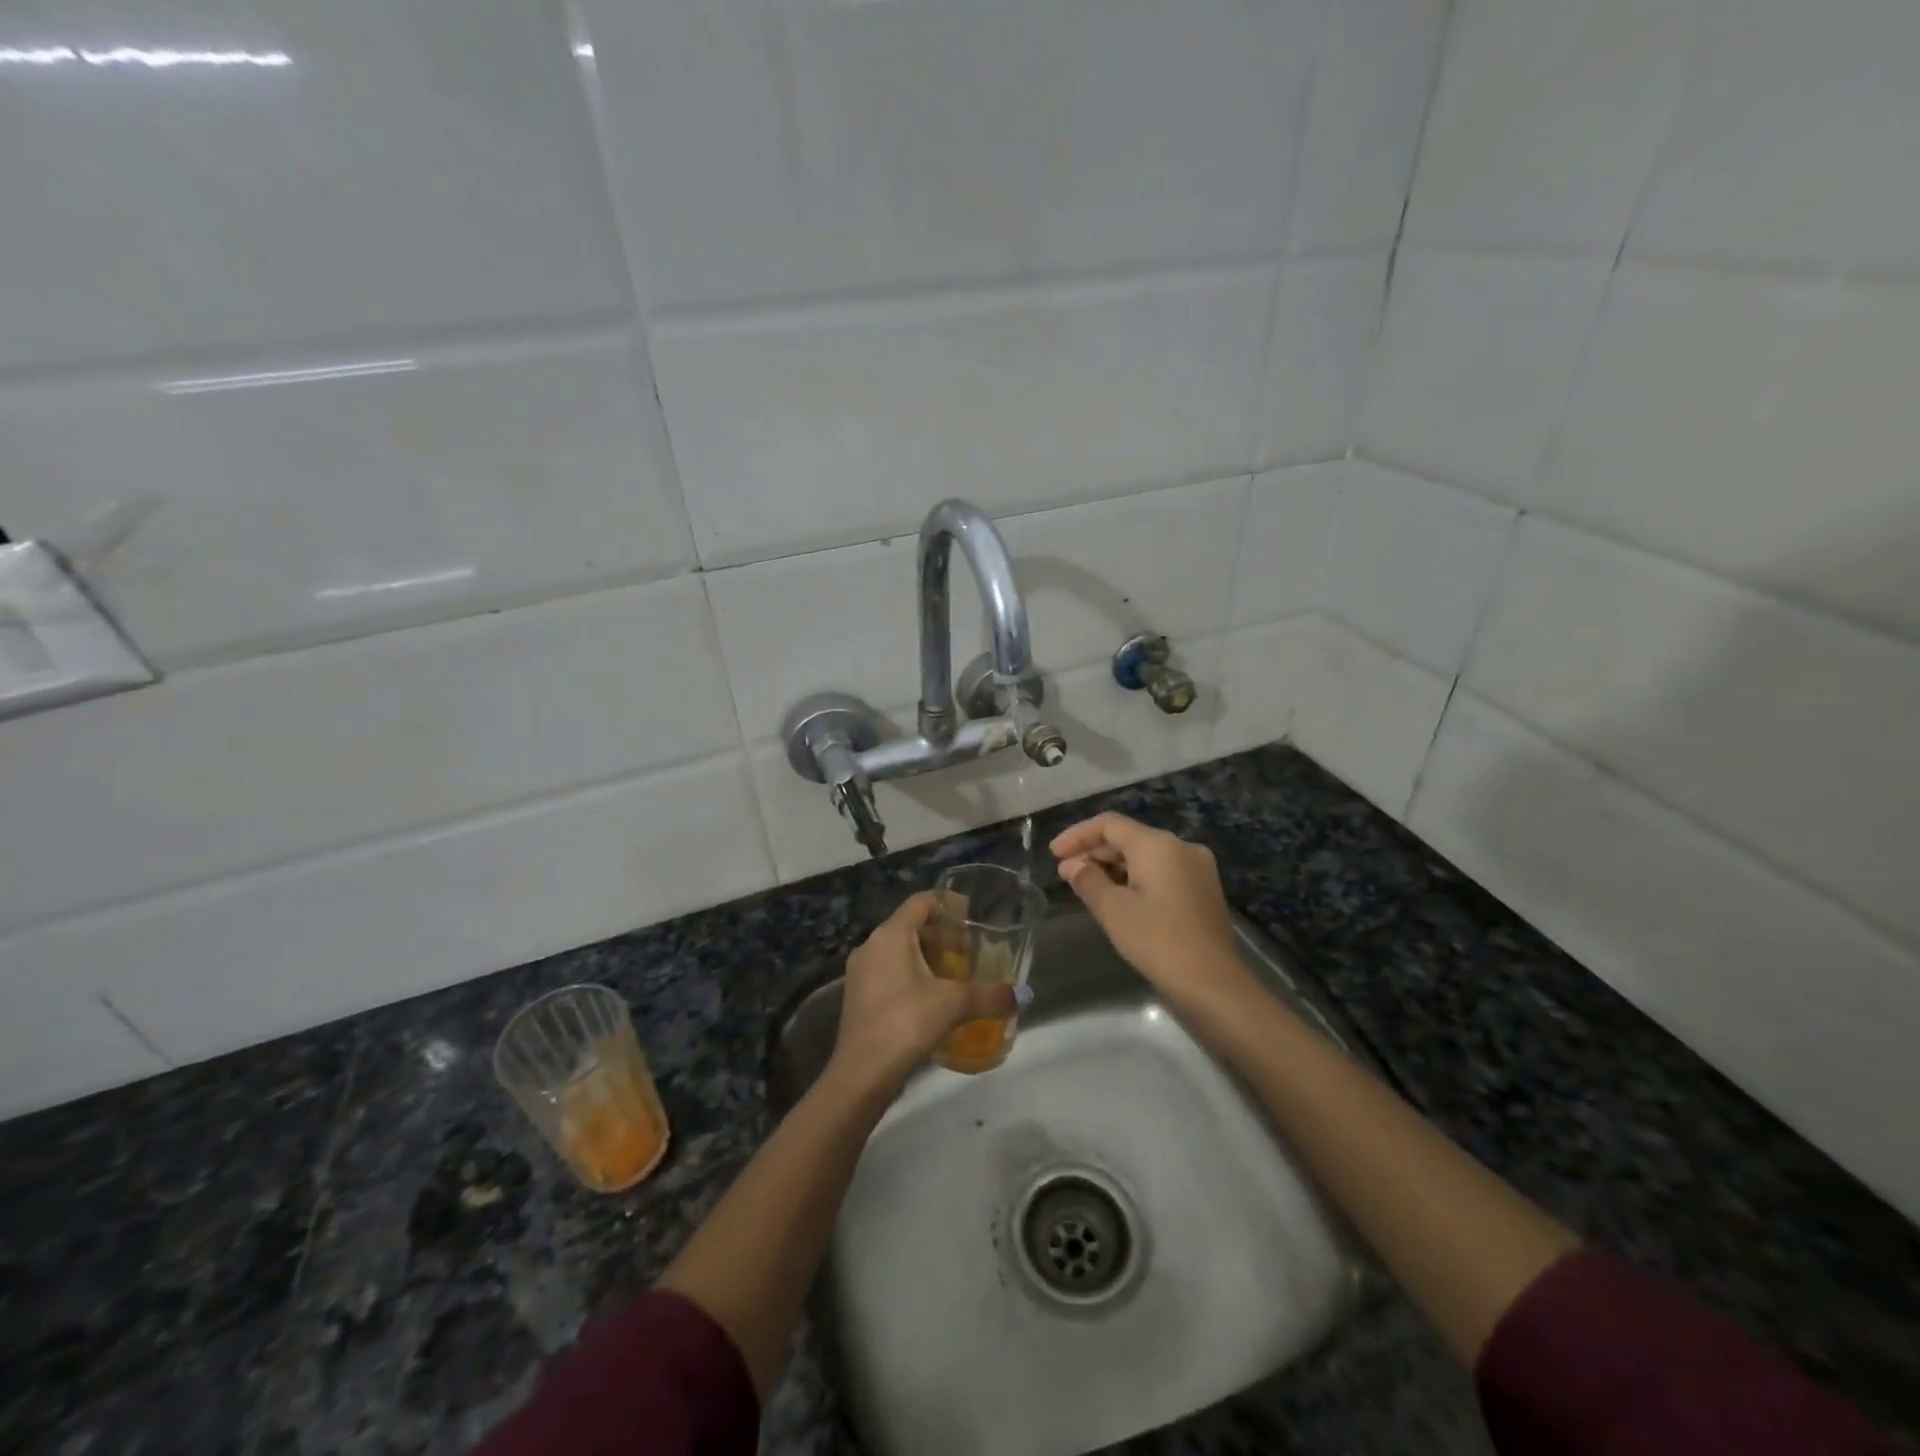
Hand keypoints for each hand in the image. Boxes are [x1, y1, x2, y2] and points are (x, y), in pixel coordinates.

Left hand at [829, 892, 1019, 1093]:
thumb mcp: (954, 1005)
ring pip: (897, 950)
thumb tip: (1022, 995)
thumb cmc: (906, 1022)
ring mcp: (860, 971)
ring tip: (954, 974)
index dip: (947, 903)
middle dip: (940, 934)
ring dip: (925, 956)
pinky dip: (910, 974)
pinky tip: (930, 998)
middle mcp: (871, 944)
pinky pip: (887, 971)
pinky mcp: (857, 995)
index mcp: (892, 934)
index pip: (921, 901)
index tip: (971, 915)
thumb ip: (990, 996)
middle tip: (968, 949)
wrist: (861, 1073)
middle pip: (910, 925)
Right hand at [1052, 813, 1249, 1007]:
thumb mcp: (1113, 910)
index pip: (1109, 824)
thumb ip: (1088, 880)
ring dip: (1114, 866)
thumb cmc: (1157, 941)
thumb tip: (1072, 866)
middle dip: (1095, 852)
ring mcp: (1197, 868)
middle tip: (1066, 873)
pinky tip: (1118, 896)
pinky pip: (1162, 871)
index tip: (1054, 854)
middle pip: (1129, 837)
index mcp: (1158, 844)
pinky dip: (1136, 877)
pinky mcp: (1203, 889)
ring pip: (1146, 855)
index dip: (1078, 835)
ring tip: (1086, 885)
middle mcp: (1181, 847)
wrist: (1212, 984)